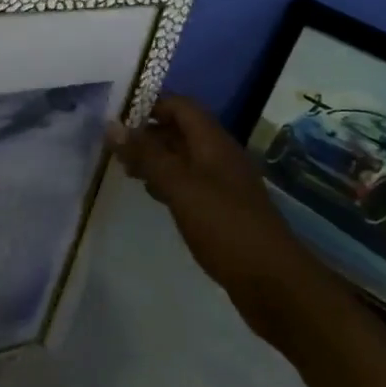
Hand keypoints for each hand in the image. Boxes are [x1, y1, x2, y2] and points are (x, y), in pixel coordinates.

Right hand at [106, 96, 313, 298]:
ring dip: (156, 158)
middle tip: (115, 147)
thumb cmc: (224, 225)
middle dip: (148, 133)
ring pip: (184, 158)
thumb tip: (112, 125)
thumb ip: (146, 155)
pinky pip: (190, 183)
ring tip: (126, 169)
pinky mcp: (223, 209)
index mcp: (213, 142)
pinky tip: (152, 194)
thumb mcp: (179, 186)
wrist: (273, 282)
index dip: (150, 105)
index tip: (117, 118)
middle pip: (181, 130)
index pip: (181, 106)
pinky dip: (168, 181)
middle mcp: (220, 156)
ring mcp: (223, 184)